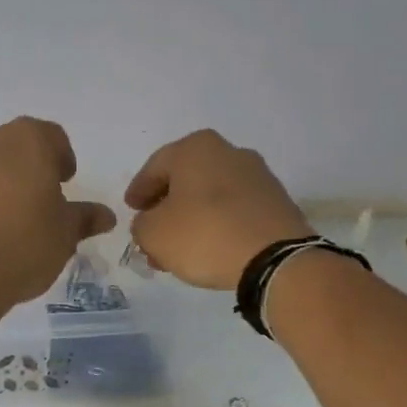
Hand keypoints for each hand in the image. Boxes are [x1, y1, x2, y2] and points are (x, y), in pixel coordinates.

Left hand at [0, 118, 116, 305]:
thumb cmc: (24, 243)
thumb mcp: (65, 234)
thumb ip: (84, 219)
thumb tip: (105, 216)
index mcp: (28, 140)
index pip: (54, 138)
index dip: (63, 160)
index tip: (65, 184)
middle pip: (16, 148)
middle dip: (30, 169)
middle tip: (41, 202)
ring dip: (2, 184)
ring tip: (12, 222)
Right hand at [124, 129, 311, 289]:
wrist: (274, 259)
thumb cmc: (204, 235)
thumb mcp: (153, 233)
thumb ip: (141, 225)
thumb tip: (151, 223)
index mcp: (196, 148)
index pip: (155, 167)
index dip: (138, 191)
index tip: (131, 210)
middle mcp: (229, 152)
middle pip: (185, 181)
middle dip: (165, 209)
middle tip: (151, 234)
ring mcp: (257, 176)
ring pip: (210, 197)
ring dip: (190, 220)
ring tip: (177, 250)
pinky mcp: (275, 202)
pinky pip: (234, 210)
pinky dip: (216, 225)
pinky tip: (207, 249)